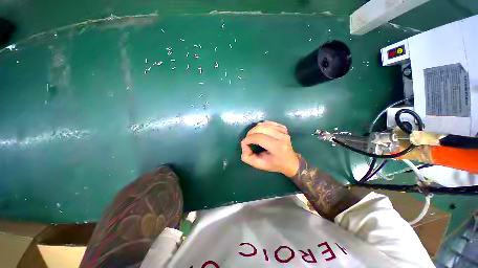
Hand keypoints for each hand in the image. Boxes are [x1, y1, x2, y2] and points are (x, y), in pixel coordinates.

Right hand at [240, 121, 298, 177]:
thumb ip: (247, 157)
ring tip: (253, 136)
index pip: (259, 138)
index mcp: (277, 148)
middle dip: (250, 132)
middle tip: (248, 139)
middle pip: (261, 128)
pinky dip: (261, 126)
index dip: (248, 139)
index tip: (244, 143)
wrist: (290, 162)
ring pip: (264, 124)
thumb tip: (244, 144)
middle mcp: (282, 137)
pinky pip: (268, 123)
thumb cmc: (274, 164)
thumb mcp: (259, 165)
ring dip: (255, 129)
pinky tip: (261, 132)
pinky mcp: (283, 128)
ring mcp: (283, 131)